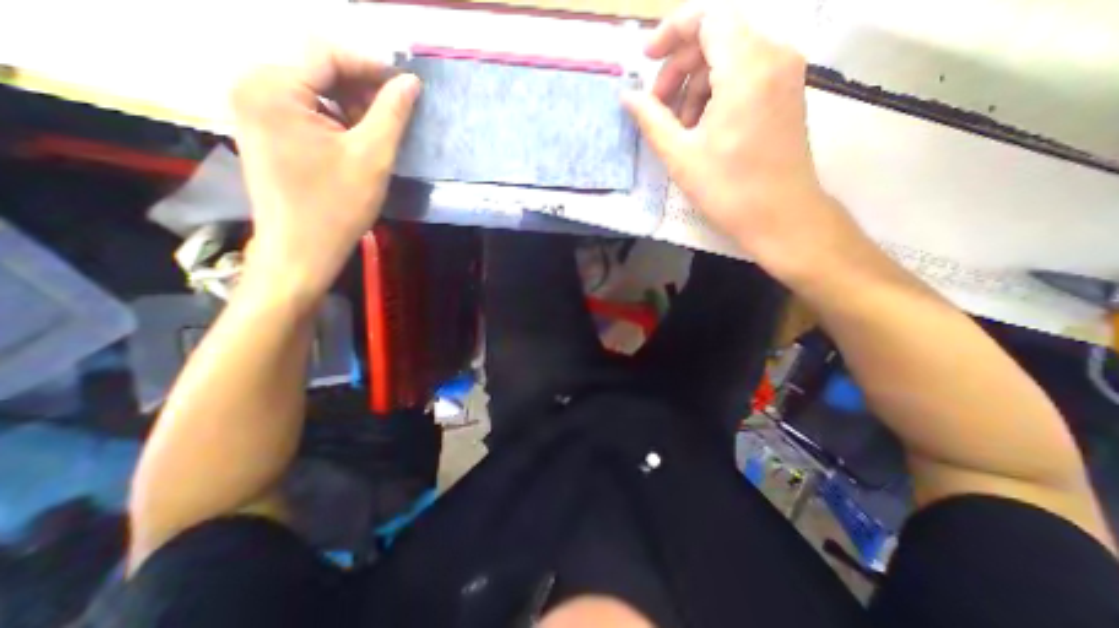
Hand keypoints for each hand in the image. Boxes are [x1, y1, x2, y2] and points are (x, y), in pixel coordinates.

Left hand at [229, 43, 418, 300]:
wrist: (302, 247)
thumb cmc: (338, 205)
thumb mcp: (373, 157)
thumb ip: (392, 113)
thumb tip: (410, 82)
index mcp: (273, 87)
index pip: (326, 53)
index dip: (371, 64)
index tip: (406, 85)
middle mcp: (252, 85)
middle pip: (316, 68)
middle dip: (361, 87)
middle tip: (396, 113)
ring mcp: (253, 106)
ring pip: (313, 88)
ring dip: (350, 104)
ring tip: (378, 132)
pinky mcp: (263, 127)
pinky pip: (303, 107)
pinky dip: (335, 117)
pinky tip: (356, 140)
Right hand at [625, 2, 859, 281]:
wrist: (780, 216)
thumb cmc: (727, 189)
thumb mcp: (680, 155)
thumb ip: (651, 119)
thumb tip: (627, 97)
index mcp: (746, 67)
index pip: (706, 18)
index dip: (670, 33)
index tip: (645, 60)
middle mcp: (773, 56)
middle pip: (717, 38)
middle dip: (679, 68)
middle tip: (657, 108)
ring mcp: (785, 74)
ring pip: (730, 57)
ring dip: (696, 85)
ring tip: (679, 127)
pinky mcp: (787, 93)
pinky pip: (746, 75)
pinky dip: (718, 92)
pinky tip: (703, 127)